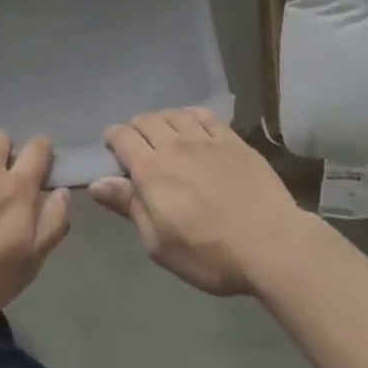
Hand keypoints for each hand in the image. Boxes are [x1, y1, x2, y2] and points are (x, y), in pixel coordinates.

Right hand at [89, 109, 310, 296]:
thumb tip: (96, 183)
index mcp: (151, 169)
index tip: (113, 150)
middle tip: (139, 147)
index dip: (113, 139)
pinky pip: (204, 115)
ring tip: (165, 135)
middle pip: (145, 120)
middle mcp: (173, 144)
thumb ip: (128, 207)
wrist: (272, 245)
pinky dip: (191, 116)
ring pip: (173, 114)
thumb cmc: (209, 254)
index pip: (122, 137)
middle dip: (135, 129)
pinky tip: (193, 126)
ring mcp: (204, 138)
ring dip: (162, 121)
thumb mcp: (159, 243)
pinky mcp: (231, 139)